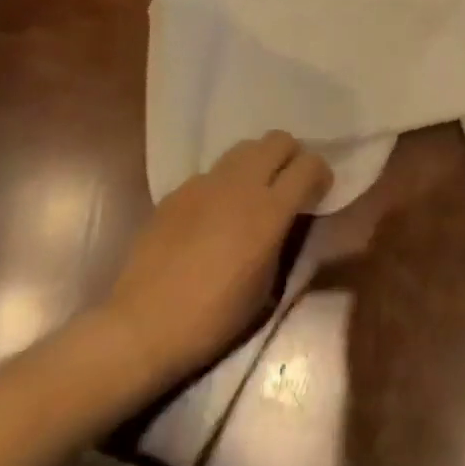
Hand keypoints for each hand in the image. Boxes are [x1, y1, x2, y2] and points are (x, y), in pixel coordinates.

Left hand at [101, 131, 330, 387]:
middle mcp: (240, 185)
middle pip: (278, 140)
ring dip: (257, 164)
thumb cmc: (214, 318)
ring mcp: (204, 183)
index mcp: (270, 210)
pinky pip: (211, 174)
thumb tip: (285, 219)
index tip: (318, 193)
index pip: (309, 164)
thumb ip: (282, 239)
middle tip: (287, 185)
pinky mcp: (177, 191)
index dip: (320, 174)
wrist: (144, 326)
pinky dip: (222, 185)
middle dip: (290, 156)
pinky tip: (211, 216)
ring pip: (244, 148)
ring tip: (251, 194)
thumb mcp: (267, 286)